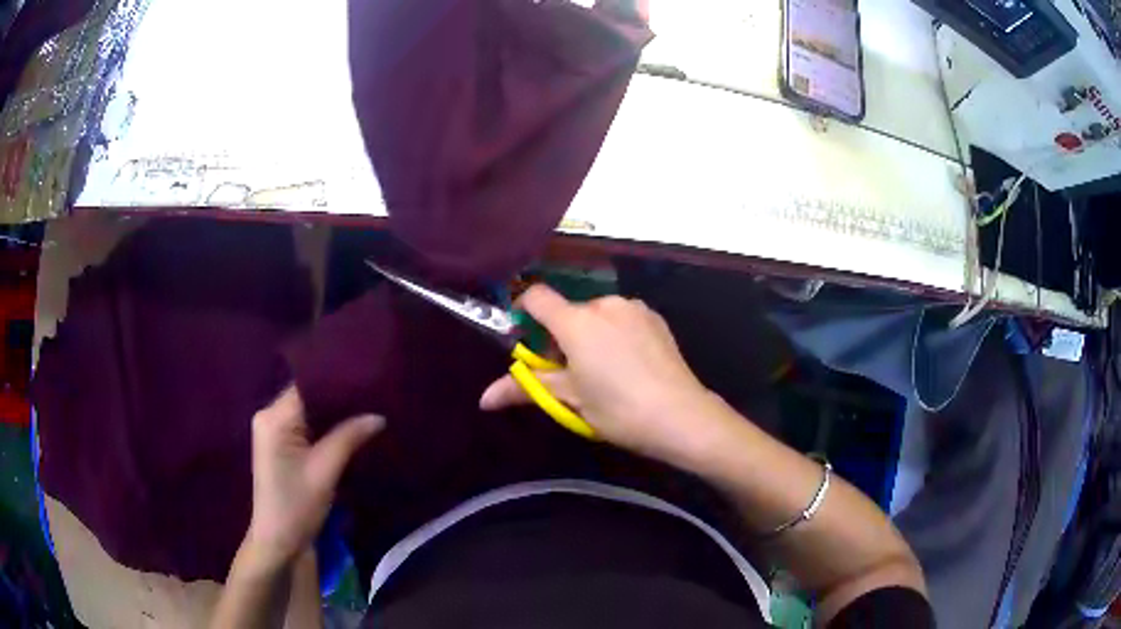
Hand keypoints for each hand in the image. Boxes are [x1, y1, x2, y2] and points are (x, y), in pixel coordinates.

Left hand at [244, 387, 384, 568]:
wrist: (279, 543)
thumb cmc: (296, 507)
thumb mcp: (325, 471)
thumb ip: (349, 437)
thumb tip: (378, 415)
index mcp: (273, 418)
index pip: (307, 386)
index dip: (336, 380)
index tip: (367, 376)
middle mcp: (270, 417)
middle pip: (308, 396)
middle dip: (339, 397)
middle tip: (373, 393)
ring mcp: (274, 432)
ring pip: (309, 412)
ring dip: (334, 414)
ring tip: (368, 407)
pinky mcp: (281, 447)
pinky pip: (307, 427)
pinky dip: (327, 428)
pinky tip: (351, 428)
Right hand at [480, 285, 715, 461]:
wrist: (681, 415)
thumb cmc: (618, 410)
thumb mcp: (570, 401)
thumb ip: (525, 389)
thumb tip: (483, 399)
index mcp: (577, 322)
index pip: (537, 297)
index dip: (524, 310)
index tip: (525, 337)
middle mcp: (604, 305)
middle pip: (569, 311)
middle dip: (562, 337)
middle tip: (570, 375)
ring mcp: (634, 308)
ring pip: (598, 315)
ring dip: (591, 335)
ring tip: (604, 372)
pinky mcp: (656, 318)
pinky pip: (623, 318)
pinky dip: (616, 334)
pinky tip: (630, 365)